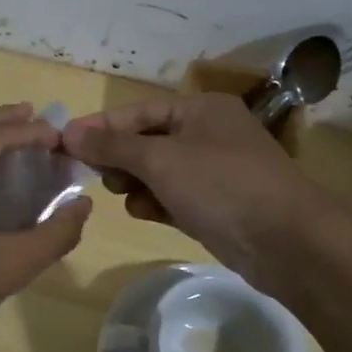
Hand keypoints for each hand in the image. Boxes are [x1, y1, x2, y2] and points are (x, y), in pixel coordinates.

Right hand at [62, 93, 344, 294]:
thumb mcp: (161, 159)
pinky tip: (146, 213)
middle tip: (96, 176)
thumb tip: (70, 132)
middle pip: (146, 141)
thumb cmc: (222, 185)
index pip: (138, 111)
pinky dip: (156, 202)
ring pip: (157, 172)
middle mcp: (208, 134)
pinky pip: (173, 197)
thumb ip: (113, 145)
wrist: (288, 242)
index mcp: (200, 109)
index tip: (63, 142)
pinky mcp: (216, 205)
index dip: (100, 126)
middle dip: (119, 158)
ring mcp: (214, 172)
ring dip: (136, 183)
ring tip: (125, 196)